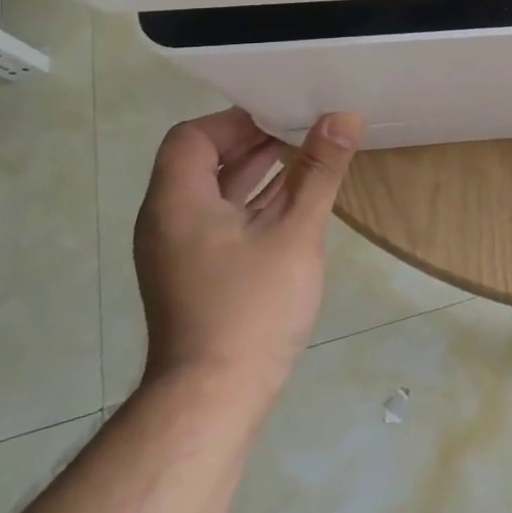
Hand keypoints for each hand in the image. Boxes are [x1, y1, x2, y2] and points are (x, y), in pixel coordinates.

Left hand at [132, 108, 364, 404]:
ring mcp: (179, 250)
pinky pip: (222, 219)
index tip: (284, 115)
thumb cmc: (252, 306)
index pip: (192, 136)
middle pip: (203, 161)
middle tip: (305, 129)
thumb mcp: (294, 231)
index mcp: (177, 202)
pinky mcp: (197, 273)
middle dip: (253, 140)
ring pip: (215, 192)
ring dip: (257, 171)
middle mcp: (168, 220)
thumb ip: (318, 170)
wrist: (214, 397)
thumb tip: (343, 116)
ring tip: (308, 156)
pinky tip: (295, 201)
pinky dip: (254, 202)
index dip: (236, 120)